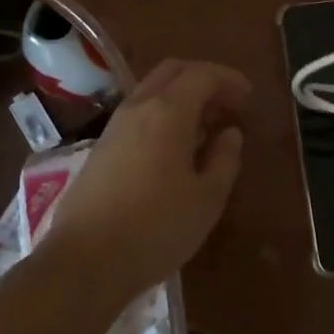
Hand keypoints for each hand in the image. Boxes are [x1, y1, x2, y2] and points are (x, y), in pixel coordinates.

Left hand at [43, 58, 250, 300]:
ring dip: (181, 97)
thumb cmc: (156, 228)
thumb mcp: (207, 198)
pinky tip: (174, 148)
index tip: (248, 98)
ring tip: (205, 127)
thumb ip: (225, 159)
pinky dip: (163, 114)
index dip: (229, 80)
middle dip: (204, 79)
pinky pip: (139, 113)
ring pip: (152, 90)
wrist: (84, 262)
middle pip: (173, 71)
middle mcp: (138, 107)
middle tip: (227, 105)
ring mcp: (115, 126)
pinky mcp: (101, 148)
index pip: (203, 74)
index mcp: (168, 111)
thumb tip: (230, 134)